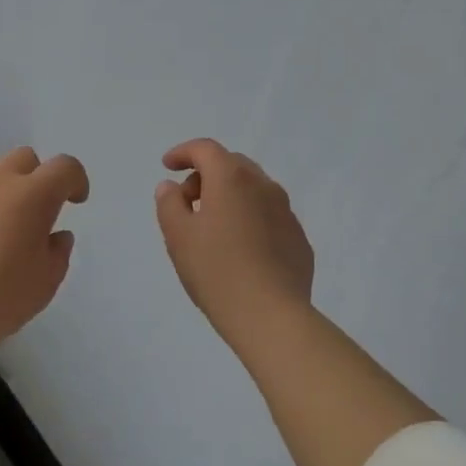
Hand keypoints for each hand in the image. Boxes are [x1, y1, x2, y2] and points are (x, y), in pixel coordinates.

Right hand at [156, 139, 313, 345]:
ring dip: (230, 197)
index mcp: (232, 179)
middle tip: (187, 202)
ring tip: (212, 228)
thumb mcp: (178, 237)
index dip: (183, 152)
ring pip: (253, 190)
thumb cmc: (216, 271)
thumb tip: (171, 187)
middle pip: (232, 165)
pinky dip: (250, 219)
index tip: (167, 166)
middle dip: (206, 175)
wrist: (270, 315)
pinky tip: (240, 250)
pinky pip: (269, 216)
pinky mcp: (298, 238)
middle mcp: (264, 186)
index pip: (205, 149)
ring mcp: (286, 212)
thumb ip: (169, 204)